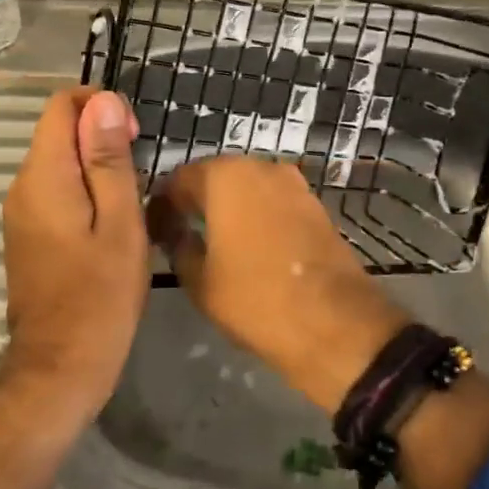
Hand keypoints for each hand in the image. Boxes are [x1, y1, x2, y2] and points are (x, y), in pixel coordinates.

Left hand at [0, 87, 149, 425]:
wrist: (59, 369)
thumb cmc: (100, 296)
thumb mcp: (120, 222)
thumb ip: (108, 159)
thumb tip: (103, 101)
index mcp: (43, 175)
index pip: (61, 104)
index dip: (100, 106)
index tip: (133, 139)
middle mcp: (22, 185)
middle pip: (59, 130)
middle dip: (101, 137)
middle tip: (139, 176)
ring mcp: (20, 211)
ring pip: (59, 161)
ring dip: (95, 165)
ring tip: (130, 202)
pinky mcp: (27, 233)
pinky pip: (55, 189)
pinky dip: (84, 189)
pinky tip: (110, 223)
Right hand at [148, 158, 410, 414]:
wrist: (334, 323)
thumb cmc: (255, 299)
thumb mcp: (199, 280)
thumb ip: (179, 246)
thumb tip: (174, 230)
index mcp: (224, 176)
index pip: (178, 179)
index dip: (162, 205)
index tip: (155, 230)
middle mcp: (259, 166)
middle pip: (216, 177)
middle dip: (197, 200)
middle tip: (181, 232)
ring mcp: (293, 183)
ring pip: (247, 187)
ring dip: (229, 206)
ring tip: (216, 241)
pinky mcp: (315, 203)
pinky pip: (273, 201)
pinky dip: (258, 214)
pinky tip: (250, 245)